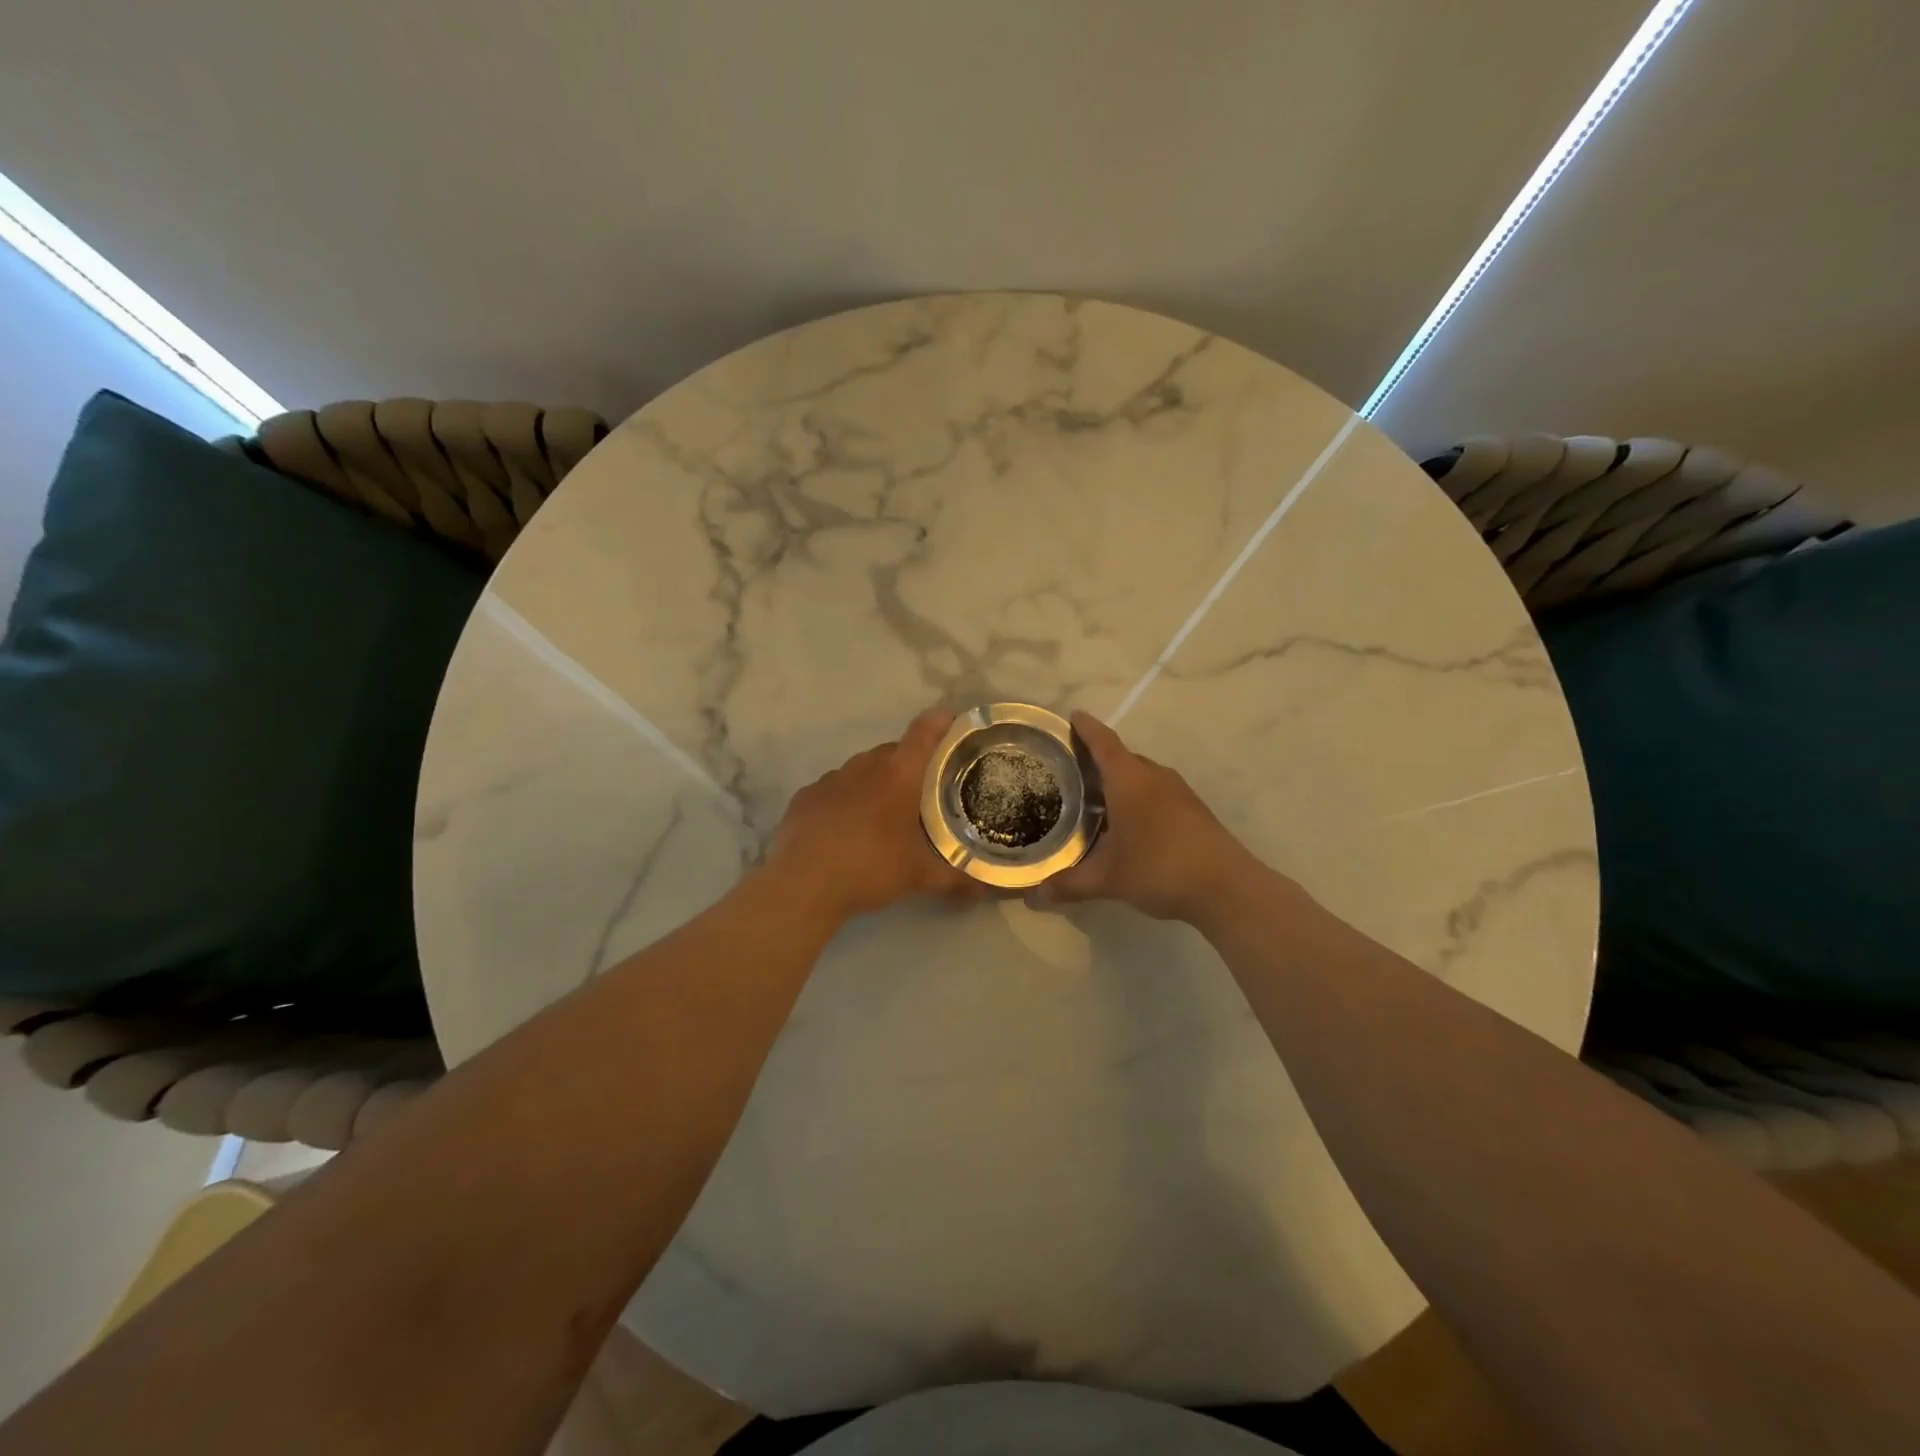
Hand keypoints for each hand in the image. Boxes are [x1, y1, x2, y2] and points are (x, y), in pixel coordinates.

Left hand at [765, 707, 976, 922]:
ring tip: (883, 812)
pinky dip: (844, 800)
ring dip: (875, 781)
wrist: (803, 884)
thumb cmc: (870, 868)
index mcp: (898, 775)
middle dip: (909, 763)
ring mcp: (830, 779)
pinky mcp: (805, 797)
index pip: (924, 732)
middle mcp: (864, 766)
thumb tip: (985, 891)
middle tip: (921, 789)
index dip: (940, 721)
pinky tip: (845, 827)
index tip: (952, 719)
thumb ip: (956, 880)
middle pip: (892, 751)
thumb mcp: (919, 877)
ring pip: (860, 769)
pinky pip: (832, 789)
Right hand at [1029, 712, 1255, 923]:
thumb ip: (1070, 884)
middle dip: (1098, 758)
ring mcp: (1178, 791)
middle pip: (1122, 757)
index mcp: (1129, 780)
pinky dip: (1137, 796)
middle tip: (1071, 768)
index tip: (1073, 716)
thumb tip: (1035, 896)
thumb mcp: (1109, 879)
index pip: (1103, 742)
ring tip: (1095, 796)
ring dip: (1119, 779)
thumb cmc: (1160, 869)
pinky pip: (1156, 791)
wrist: (1227, 887)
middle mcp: (1154, 776)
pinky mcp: (1192, 809)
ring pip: (1141, 775)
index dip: (1087, 728)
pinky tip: (1128, 821)